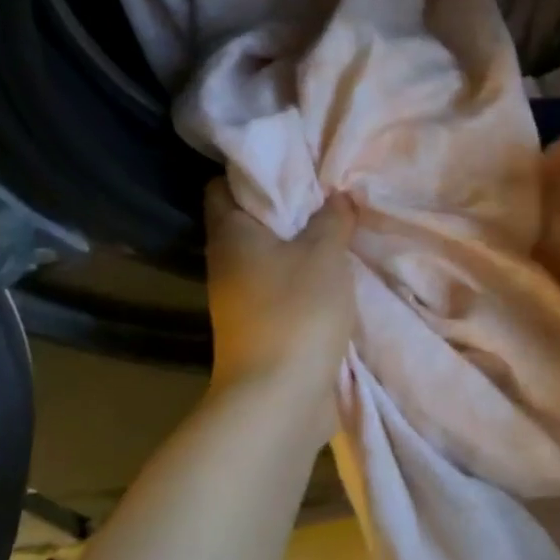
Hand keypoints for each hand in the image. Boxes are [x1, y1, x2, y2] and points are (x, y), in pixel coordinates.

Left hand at [203, 180, 356, 426]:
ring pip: (267, 253)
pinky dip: (302, 274)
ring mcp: (238, 297)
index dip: (252, 168)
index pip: (223, 184)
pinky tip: (334, 269)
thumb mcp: (324, 254)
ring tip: (336, 226)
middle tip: (325, 190)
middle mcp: (226, 261)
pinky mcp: (257, 324)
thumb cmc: (296, 312)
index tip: (291, 160)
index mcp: (230, 233)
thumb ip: (332, 219)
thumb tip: (337, 197)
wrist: (277, 399)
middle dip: (285, 204)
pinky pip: (279, 284)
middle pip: (249, 218)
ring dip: (298, 242)